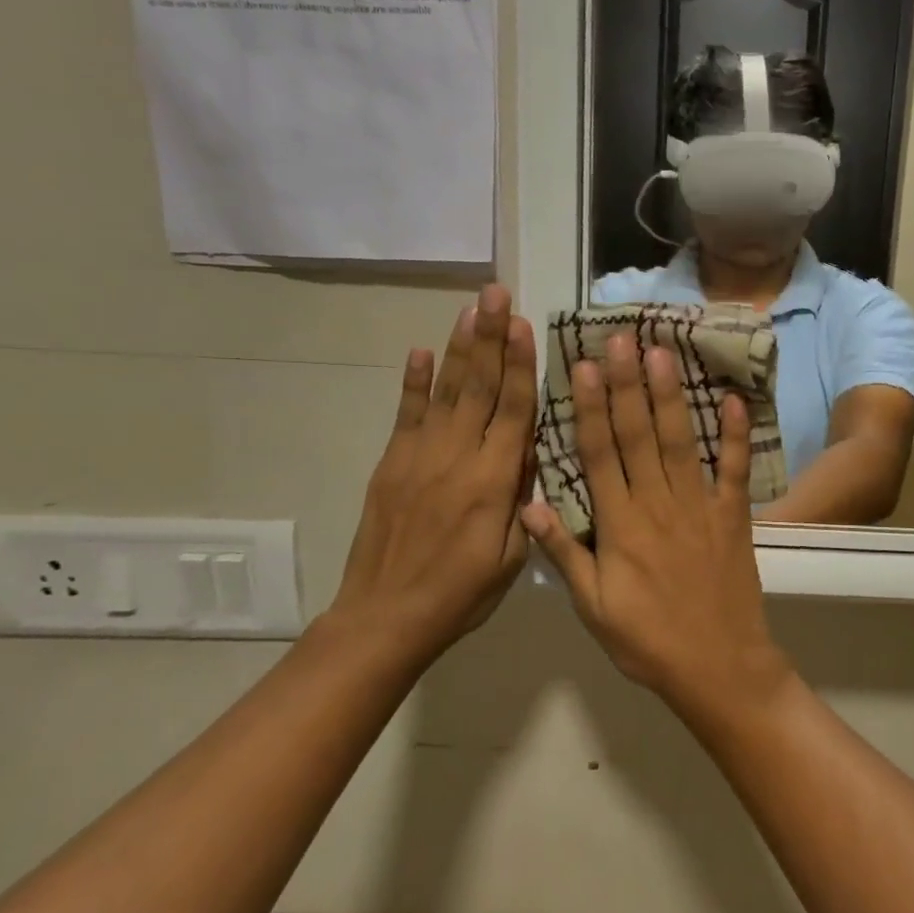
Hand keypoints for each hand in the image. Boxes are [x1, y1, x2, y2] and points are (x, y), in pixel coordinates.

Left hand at [329, 285, 536, 655]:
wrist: (385, 618)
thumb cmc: (462, 594)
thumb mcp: (512, 556)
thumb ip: (523, 499)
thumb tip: (528, 451)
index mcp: (493, 482)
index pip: (513, 410)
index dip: (520, 365)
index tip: (525, 325)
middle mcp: (457, 458)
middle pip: (479, 387)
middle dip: (491, 337)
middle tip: (497, 294)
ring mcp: (419, 457)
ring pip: (445, 391)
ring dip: (459, 347)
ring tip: (471, 308)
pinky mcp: (392, 465)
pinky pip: (405, 415)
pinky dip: (413, 382)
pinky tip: (420, 351)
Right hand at [523, 335, 789, 725]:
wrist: (718, 667)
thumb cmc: (647, 641)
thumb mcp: (592, 607)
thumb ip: (564, 554)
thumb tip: (529, 506)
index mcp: (620, 524)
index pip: (600, 454)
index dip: (591, 407)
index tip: (585, 366)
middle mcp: (658, 504)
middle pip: (638, 435)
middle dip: (627, 384)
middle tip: (621, 338)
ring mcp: (700, 506)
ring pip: (681, 441)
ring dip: (671, 395)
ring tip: (662, 352)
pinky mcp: (733, 516)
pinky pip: (734, 470)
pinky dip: (736, 435)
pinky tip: (733, 400)